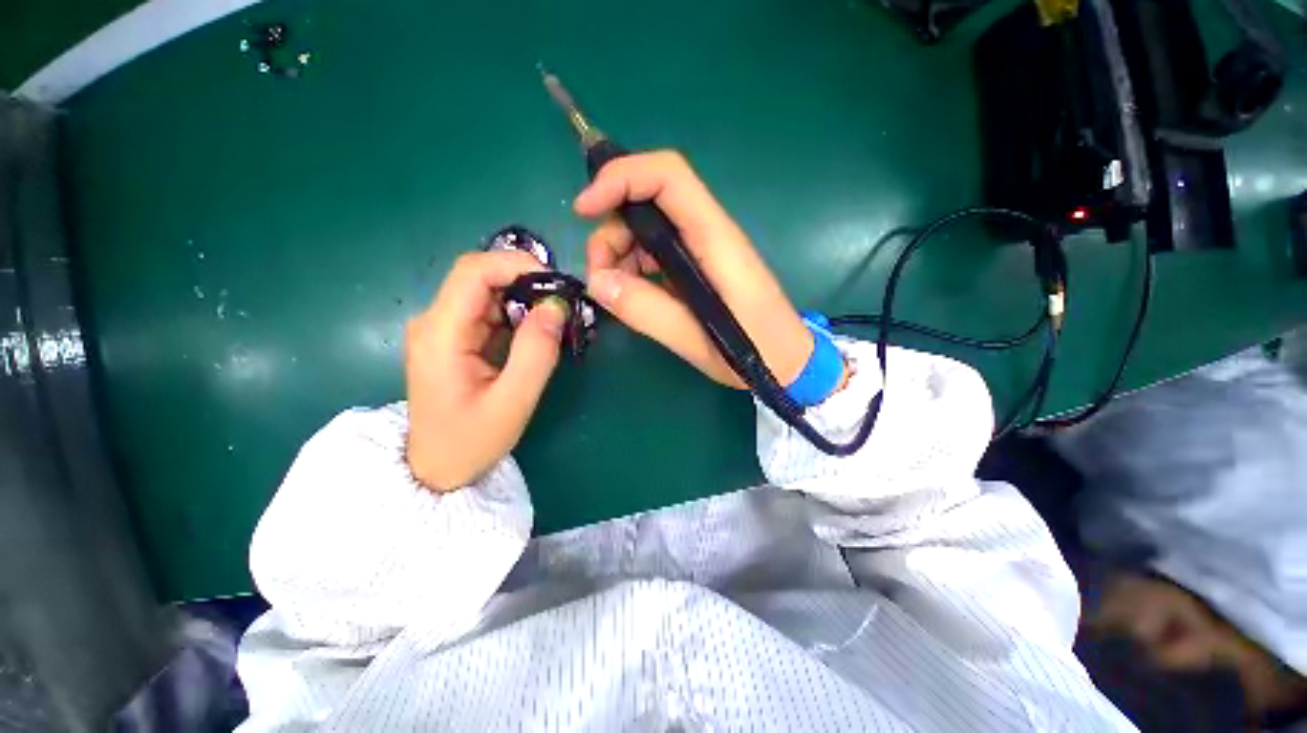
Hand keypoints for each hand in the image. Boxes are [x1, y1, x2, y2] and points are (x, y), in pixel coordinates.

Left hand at [405, 251, 567, 491]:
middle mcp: (435, 321)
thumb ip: (537, 353)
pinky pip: (489, 311)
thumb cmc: (470, 441)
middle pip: (481, 277)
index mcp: (441, 333)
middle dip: (527, 282)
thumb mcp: (513, 402)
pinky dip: (518, 314)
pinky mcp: (455, 338)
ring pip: (488, 292)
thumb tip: (557, 306)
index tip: (557, 283)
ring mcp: (443, 328)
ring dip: (525, 299)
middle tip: (564, 305)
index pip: (474, 271)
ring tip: (555, 321)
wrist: (436, 468)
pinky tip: (536, 334)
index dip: (517, 265)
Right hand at [577, 151, 813, 388]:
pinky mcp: (697, 267)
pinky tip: (632, 295)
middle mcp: (708, 234)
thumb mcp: (696, 339)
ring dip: (618, 253)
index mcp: (715, 240)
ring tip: (615, 293)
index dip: (621, 177)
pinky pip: (654, 253)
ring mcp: (701, 250)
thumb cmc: (755, 351)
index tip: (584, 210)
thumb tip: (598, 282)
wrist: (788, 362)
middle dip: (612, 231)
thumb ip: (647, 311)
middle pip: (648, 201)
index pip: (668, 176)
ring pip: (646, 228)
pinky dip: (633, 268)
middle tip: (599, 277)